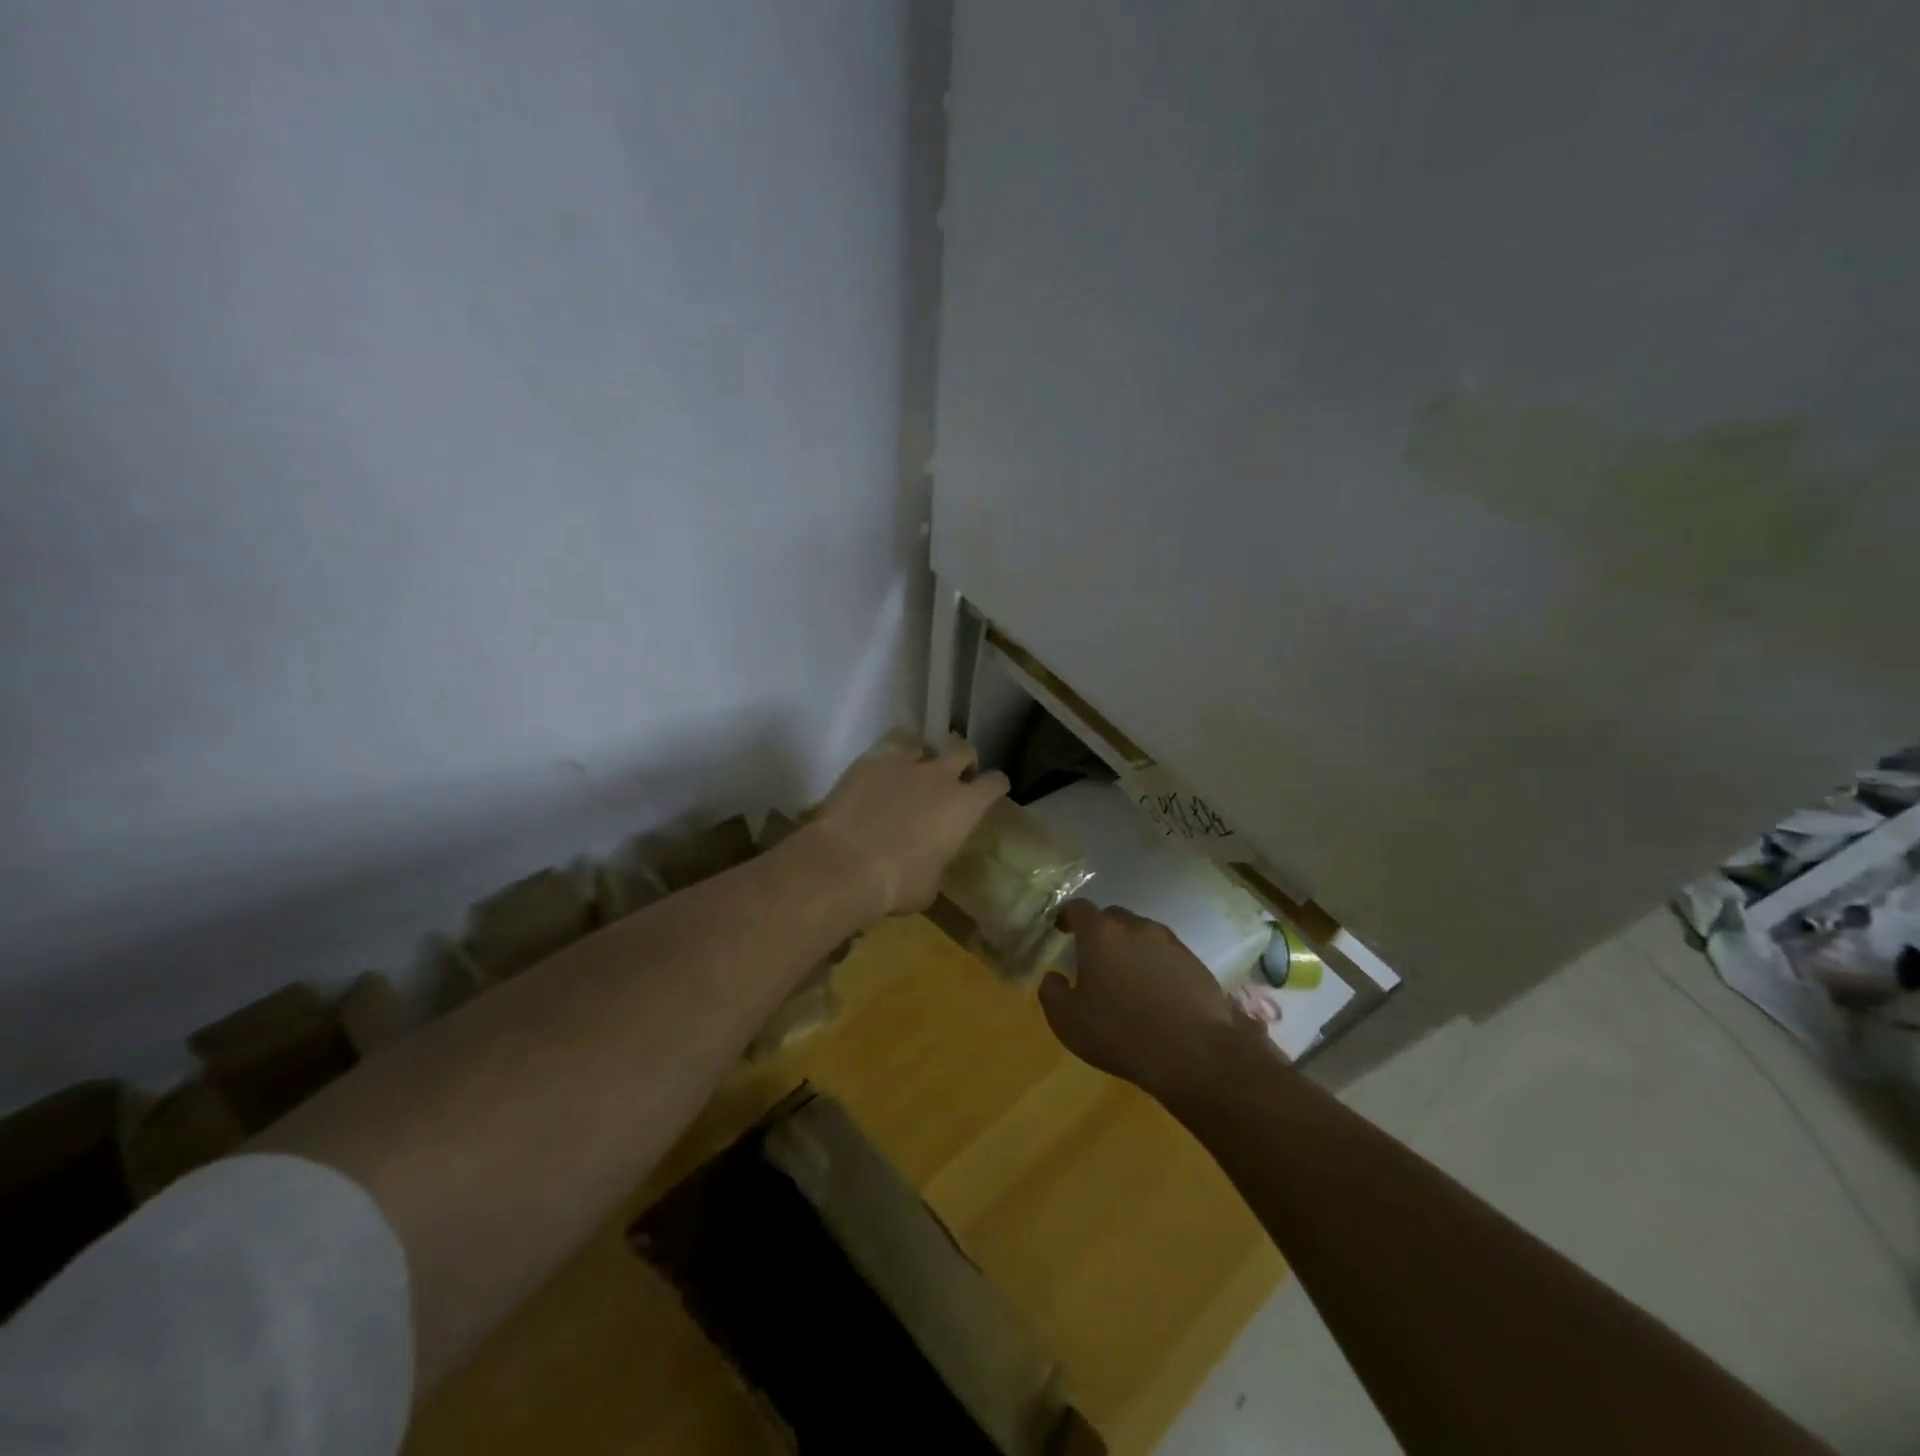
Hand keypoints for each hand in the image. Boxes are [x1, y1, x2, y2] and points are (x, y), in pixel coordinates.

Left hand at [809, 735, 1009, 919]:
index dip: (994, 787)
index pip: (994, 783)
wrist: (845, 864)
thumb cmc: (897, 883)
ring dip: (922, 757)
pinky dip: (888, 761)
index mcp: (964, 807)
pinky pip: (887, 750)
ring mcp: (904, 764)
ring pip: (922, 744)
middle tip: (952, 778)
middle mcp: (940, 776)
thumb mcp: (929, 886)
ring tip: (911, 773)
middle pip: (963, 750)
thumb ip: (937, 865)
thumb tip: (930, 865)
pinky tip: (879, 777)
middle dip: (962, 761)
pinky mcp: (870, 761)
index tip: (990, 792)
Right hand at [1040, 901, 1268, 1098]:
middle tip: (1094, 959)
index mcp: (1100, 933)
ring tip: (1127, 979)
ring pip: (1140, 934)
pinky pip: (1165, 953)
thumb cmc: (1121, 1033)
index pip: (1078, 908)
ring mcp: (1168, 941)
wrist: (1196, 1052)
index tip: (1061, 929)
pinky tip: (1155, 993)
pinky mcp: (1193, 960)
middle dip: (1100, 932)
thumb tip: (1053, 977)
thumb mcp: (1068, 1021)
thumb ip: (1052, 992)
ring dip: (1129, 948)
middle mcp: (1135, 926)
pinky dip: (1155, 964)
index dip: (1067, 916)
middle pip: (1112, 918)